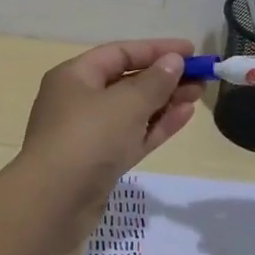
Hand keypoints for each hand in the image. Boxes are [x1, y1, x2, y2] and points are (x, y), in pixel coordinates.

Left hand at [18, 38, 201, 201]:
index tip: (191, 51)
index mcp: (74, 76)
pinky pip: (133, 135)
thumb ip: (154, 81)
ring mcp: (89, 134)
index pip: (120, 53)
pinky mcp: (100, 162)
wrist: (53, 205)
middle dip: (164, 77)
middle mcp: (79, 100)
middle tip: (201, 76)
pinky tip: (184, 115)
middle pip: (127, 81)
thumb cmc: (87, 139)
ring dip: (165, 101)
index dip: (156, 49)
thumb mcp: (126, 103)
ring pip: (133, 110)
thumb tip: (173, 61)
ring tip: (198, 94)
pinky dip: (157, 125)